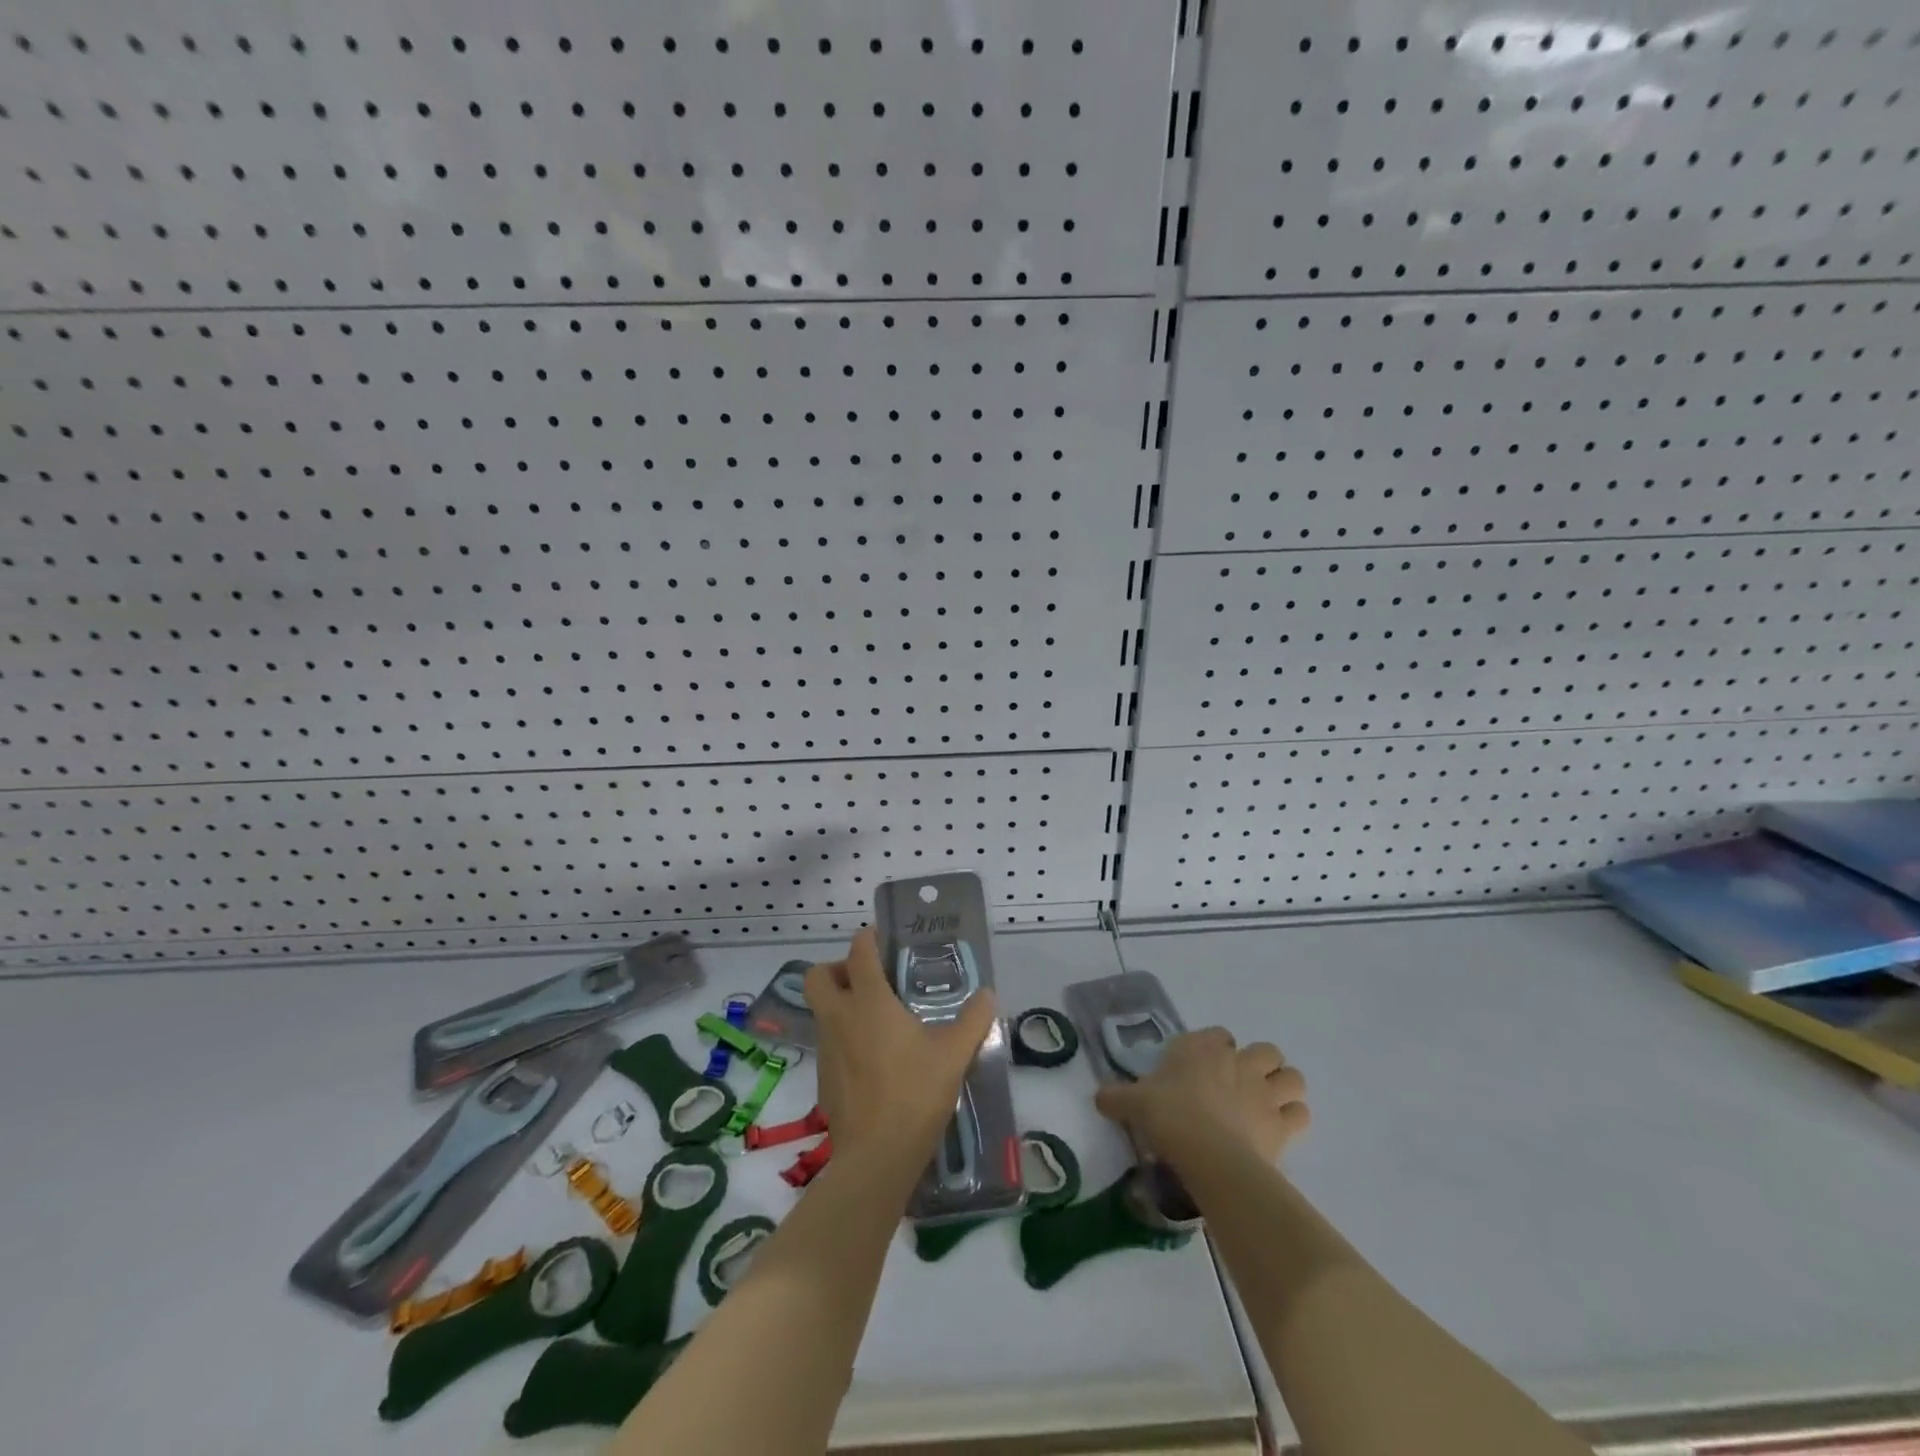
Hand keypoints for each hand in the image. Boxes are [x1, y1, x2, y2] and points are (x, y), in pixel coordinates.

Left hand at [804, 927, 997, 1169]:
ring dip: (841, 1003)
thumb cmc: (915, 1093)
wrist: (877, 1157)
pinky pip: (827, 1042)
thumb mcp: (955, 1053)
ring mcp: (826, 1048)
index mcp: (869, 1001)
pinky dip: (843, 1038)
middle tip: (869, 980)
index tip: (886, 939)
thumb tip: (986, 994)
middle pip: (818, 975)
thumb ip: (973, 1019)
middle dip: (838, 968)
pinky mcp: (822, 1077)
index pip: (859, 951)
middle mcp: (839, 1017)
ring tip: (877, 1020)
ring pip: (821, 1009)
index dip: (869, 937)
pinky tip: (873, 1060)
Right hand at [1095, 1028, 1308, 1168]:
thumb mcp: (1134, 1103)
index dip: (1215, 1049)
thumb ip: (1117, 1097)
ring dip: (1285, 1088)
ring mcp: (1265, 1091)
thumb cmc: (1169, 1116)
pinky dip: (1294, 1118)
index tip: (1203, 1068)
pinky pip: (1301, 1114)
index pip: (1218, 1035)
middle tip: (1242, 1087)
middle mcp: (1238, 1062)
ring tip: (1269, 1105)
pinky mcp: (1283, 1124)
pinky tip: (1279, 1131)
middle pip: (1266, 1051)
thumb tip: (1098, 1098)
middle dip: (1260, 1064)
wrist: (1207, 1153)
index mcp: (1203, 1048)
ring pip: (1293, 1077)